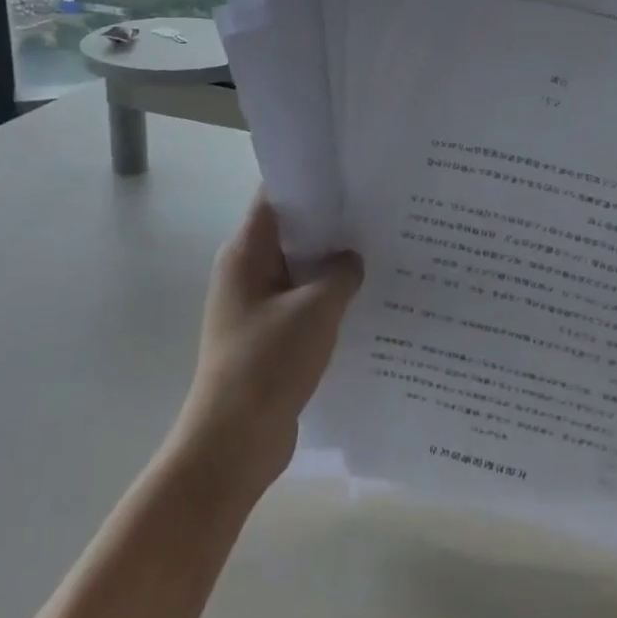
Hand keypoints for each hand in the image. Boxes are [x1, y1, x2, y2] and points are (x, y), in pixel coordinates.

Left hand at [173, 194, 363, 497]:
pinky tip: (366, 300)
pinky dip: (328, 298)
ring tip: (382, 252)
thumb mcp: (315, 310)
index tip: (354, 175)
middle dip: (332, 224)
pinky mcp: (268, 335)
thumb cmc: (268, 364)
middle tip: (379, 213)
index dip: (312, 182)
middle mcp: (246, 272)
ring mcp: (256, 305)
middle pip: (291, 232)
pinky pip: (302, 303)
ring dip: (333, 265)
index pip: (276, 198)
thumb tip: (352, 259)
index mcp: (246, 253)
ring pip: (300, 270)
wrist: (234, 442)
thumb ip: (340, 274)